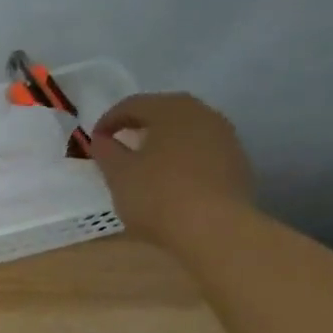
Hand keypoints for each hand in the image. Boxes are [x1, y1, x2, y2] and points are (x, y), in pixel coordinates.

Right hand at [91, 93, 254, 246]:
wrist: (214, 229)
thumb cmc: (157, 195)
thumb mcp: (118, 174)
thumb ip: (106, 151)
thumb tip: (102, 139)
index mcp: (171, 110)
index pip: (132, 104)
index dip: (108, 120)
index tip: (94, 141)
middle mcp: (203, 114)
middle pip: (164, 111)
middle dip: (138, 125)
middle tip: (119, 145)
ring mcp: (225, 137)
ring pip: (186, 129)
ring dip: (163, 140)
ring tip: (144, 162)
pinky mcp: (237, 162)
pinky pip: (201, 149)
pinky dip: (181, 156)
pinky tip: (170, 178)